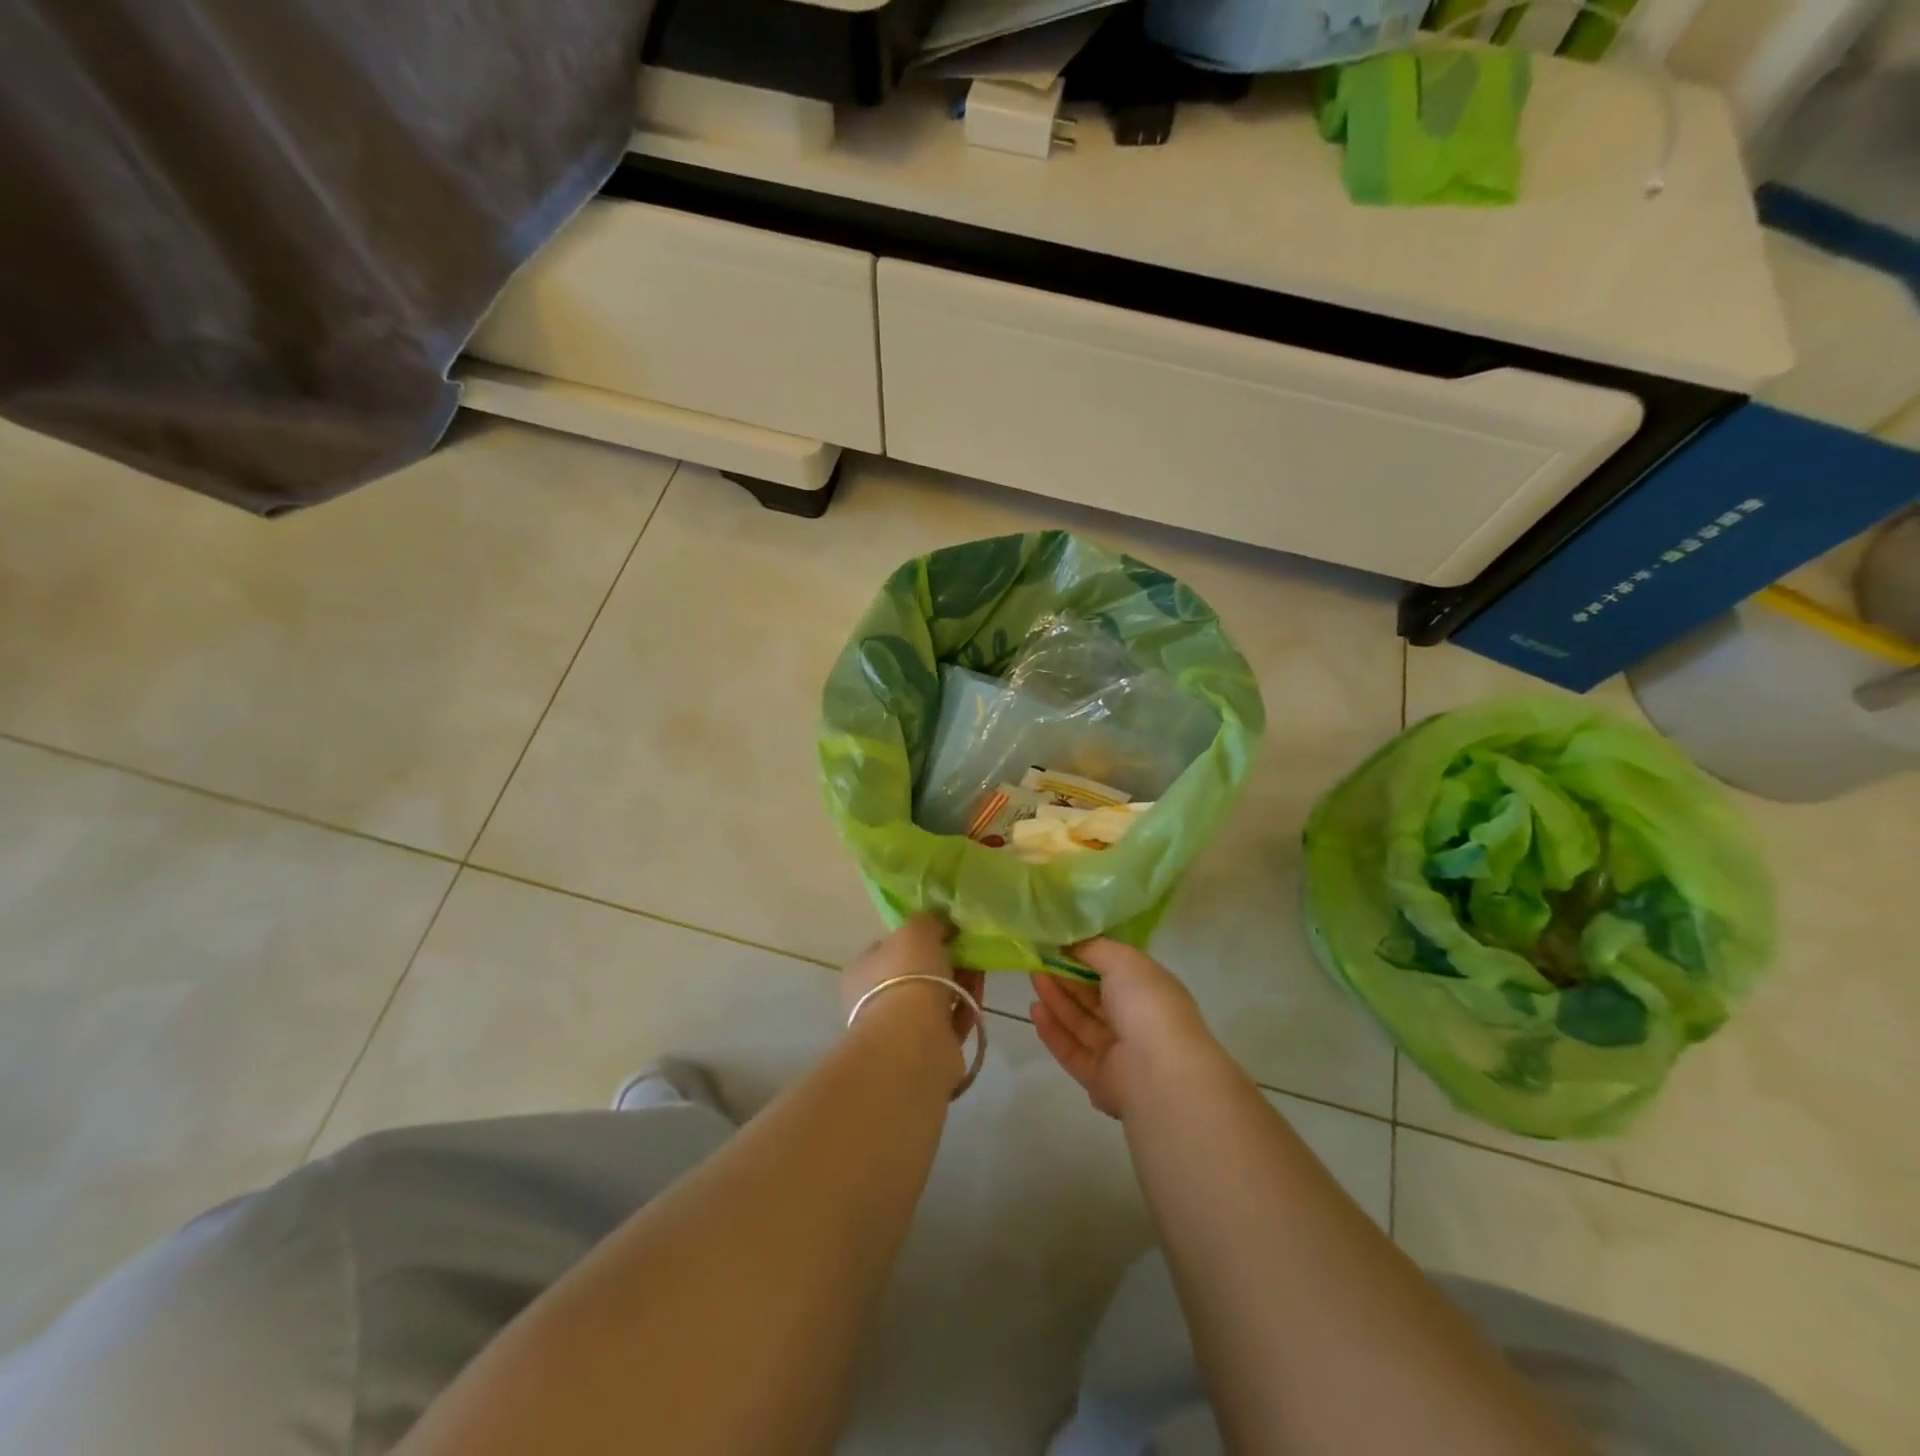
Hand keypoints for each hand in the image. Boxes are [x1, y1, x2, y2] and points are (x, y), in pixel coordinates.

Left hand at [842, 914, 985, 1054]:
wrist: (914, 1041)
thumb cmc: (907, 976)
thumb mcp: (916, 931)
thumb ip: (928, 921)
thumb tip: (941, 920)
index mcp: (862, 971)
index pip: (889, 948)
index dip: (916, 937)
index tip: (944, 931)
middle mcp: (875, 1001)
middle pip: (914, 974)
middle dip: (942, 962)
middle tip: (967, 950)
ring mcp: (900, 1029)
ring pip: (934, 999)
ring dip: (957, 984)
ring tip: (979, 970)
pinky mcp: (926, 1050)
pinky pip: (949, 1022)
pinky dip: (965, 1007)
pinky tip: (979, 994)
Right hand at [1029, 939, 1223, 1118]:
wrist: (1158, 1073)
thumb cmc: (1146, 1005)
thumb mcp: (1122, 960)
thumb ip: (1094, 948)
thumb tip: (1071, 944)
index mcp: (1150, 991)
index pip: (1115, 971)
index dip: (1087, 957)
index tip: (1059, 944)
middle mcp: (1136, 1021)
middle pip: (1094, 997)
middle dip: (1066, 977)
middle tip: (1038, 959)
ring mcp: (1118, 1052)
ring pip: (1081, 1022)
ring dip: (1056, 999)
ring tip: (1033, 977)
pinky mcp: (1099, 1078)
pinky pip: (1071, 1050)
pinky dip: (1053, 1030)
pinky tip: (1035, 1010)